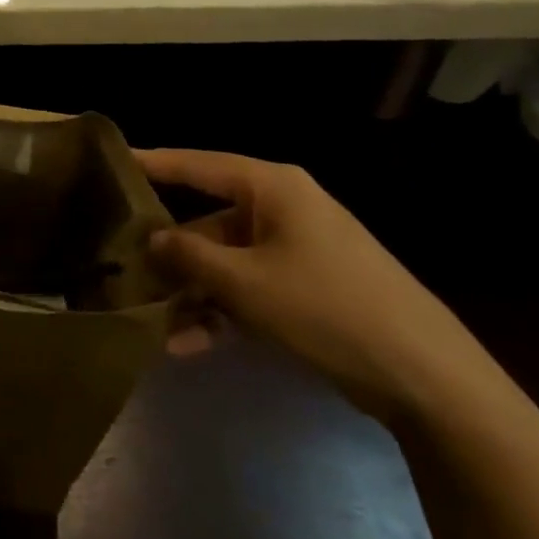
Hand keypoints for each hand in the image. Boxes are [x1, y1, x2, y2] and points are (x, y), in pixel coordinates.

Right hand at [136, 148, 500, 424]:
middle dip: (169, 253)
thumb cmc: (327, 308)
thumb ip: (190, 257)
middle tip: (121, 267)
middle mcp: (282, 209)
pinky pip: (249, 290)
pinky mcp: (306, 288)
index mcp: (272, 188)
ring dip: (192, 293)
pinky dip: (221, 313)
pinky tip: (186, 346)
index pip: (198, 165)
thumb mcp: (246, 283)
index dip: (154, 164)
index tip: (111, 162)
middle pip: (209, 221)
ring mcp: (296, 250)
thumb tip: (152, 239)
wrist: (426, 377)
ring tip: (150, 322)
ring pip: (226, 262)